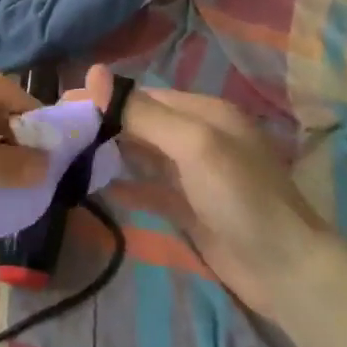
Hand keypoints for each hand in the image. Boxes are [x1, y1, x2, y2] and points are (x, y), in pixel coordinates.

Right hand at [83, 65, 334, 316]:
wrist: (287, 272)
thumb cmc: (240, 197)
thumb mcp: (192, 145)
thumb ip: (143, 112)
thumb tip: (93, 73)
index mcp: (204, 112)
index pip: (144, 96)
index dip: (106, 99)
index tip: (64, 103)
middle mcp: (199, 137)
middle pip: (142, 123)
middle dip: (104, 125)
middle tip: (59, 131)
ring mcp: (195, 175)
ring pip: (143, 155)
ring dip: (111, 153)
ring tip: (69, 155)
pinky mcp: (191, 209)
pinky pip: (150, 189)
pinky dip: (125, 186)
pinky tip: (96, 187)